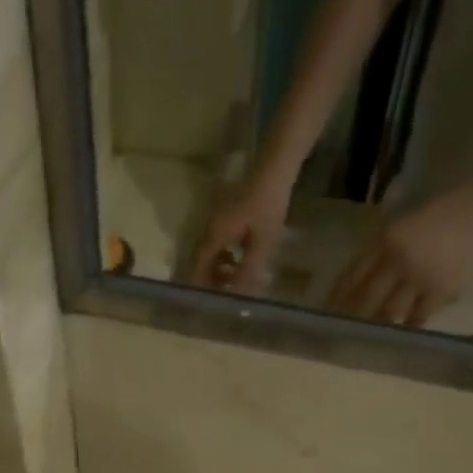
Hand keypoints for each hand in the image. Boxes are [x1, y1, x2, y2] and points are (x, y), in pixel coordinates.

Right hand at [187, 174, 292, 293]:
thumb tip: (239, 297)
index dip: (199, 287)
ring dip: (220, 269)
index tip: (205, 304)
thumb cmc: (268, 205)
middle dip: (211, 280)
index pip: (197, 268)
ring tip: (236, 280)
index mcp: (215, 236)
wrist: (275, 168)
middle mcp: (211, 229)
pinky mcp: (227, 216)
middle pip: (202, 262)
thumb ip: (248, 270)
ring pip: (211, 253)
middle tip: (225, 295)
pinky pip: (220, 243)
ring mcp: (218, 221)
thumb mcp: (262, 242)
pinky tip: (241, 260)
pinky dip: (226, 256)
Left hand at [327, 177, 472, 325]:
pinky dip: (407, 327)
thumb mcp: (405, 224)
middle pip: (365, 298)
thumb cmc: (444, 212)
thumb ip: (382, 249)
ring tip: (366, 340)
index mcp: (385, 240)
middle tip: (339, 334)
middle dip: (351, 318)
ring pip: (388, 311)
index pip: (353, 274)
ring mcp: (418, 276)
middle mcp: (397, 259)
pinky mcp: (440, 288)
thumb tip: (359, 278)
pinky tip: (399, 337)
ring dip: (376, 326)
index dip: (338, 296)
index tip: (326, 312)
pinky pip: (417, 316)